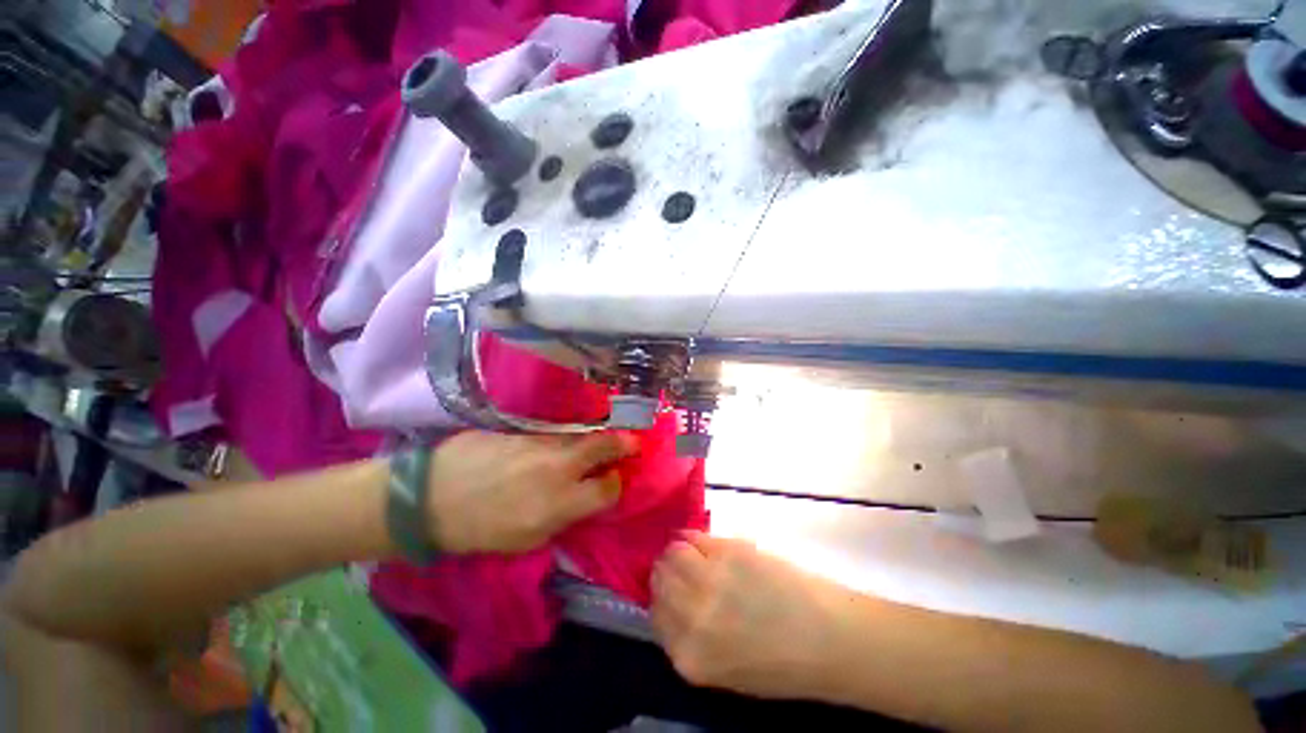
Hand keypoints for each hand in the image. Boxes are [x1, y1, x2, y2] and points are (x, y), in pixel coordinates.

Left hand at [426, 431, 635, 553]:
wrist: (431, 496)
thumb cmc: (479, 529)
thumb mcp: (527, 539)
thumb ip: (563, 517)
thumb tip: (584, 499)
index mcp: (560, 502)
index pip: (607, 489)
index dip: (617, 485)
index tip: (617, 481)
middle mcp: (558, 467)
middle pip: (603, 446)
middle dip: (624, 444)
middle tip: (633, 443)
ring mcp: (541, 443)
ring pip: (581, 436)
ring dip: (596, 440)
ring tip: (601, 443)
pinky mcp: (524, 430)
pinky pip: (556, 433)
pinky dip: (567, 438)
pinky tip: (562, 444)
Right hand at [650, 532, 852, 698]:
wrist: (828, 639)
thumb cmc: (781, 662)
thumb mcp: (724, 666)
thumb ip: (692, 636)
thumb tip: (674, 598)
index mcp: (689, 656)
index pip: (654, 614)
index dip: (662, 597)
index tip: (671, 588)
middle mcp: (692, 617)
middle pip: (660, 579)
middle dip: (666, 571)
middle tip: (681, 567)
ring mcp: (710, 580)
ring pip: (673, 552)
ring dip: (679, 550)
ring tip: (695, 553)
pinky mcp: (729, 552)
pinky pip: (696, 537)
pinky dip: (696, 538)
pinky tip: (707, 544)